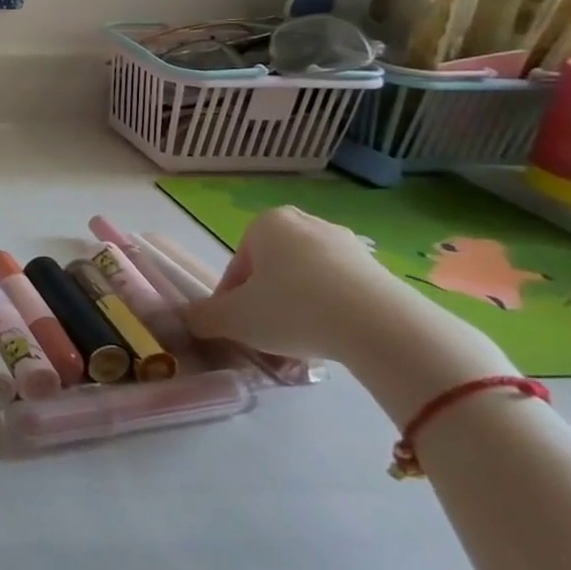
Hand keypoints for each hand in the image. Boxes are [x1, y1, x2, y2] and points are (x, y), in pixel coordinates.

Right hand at [180, 205, 432, 364]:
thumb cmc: (293, 309)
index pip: (238, 266)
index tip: (238, 328)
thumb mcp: (233, 319)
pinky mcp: (383, 272)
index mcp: (266, 224)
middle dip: (268, 301)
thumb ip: (202, 317)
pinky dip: (334, 315)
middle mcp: (307, 224)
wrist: (383, 328)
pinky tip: (335, 342)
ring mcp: (350, 246)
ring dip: (300, 309)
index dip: (231, 300)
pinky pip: (344, 293)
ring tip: (303, 345)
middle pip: (274, 271)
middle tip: (268, 335)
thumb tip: (187, 319)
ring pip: (309, 282)